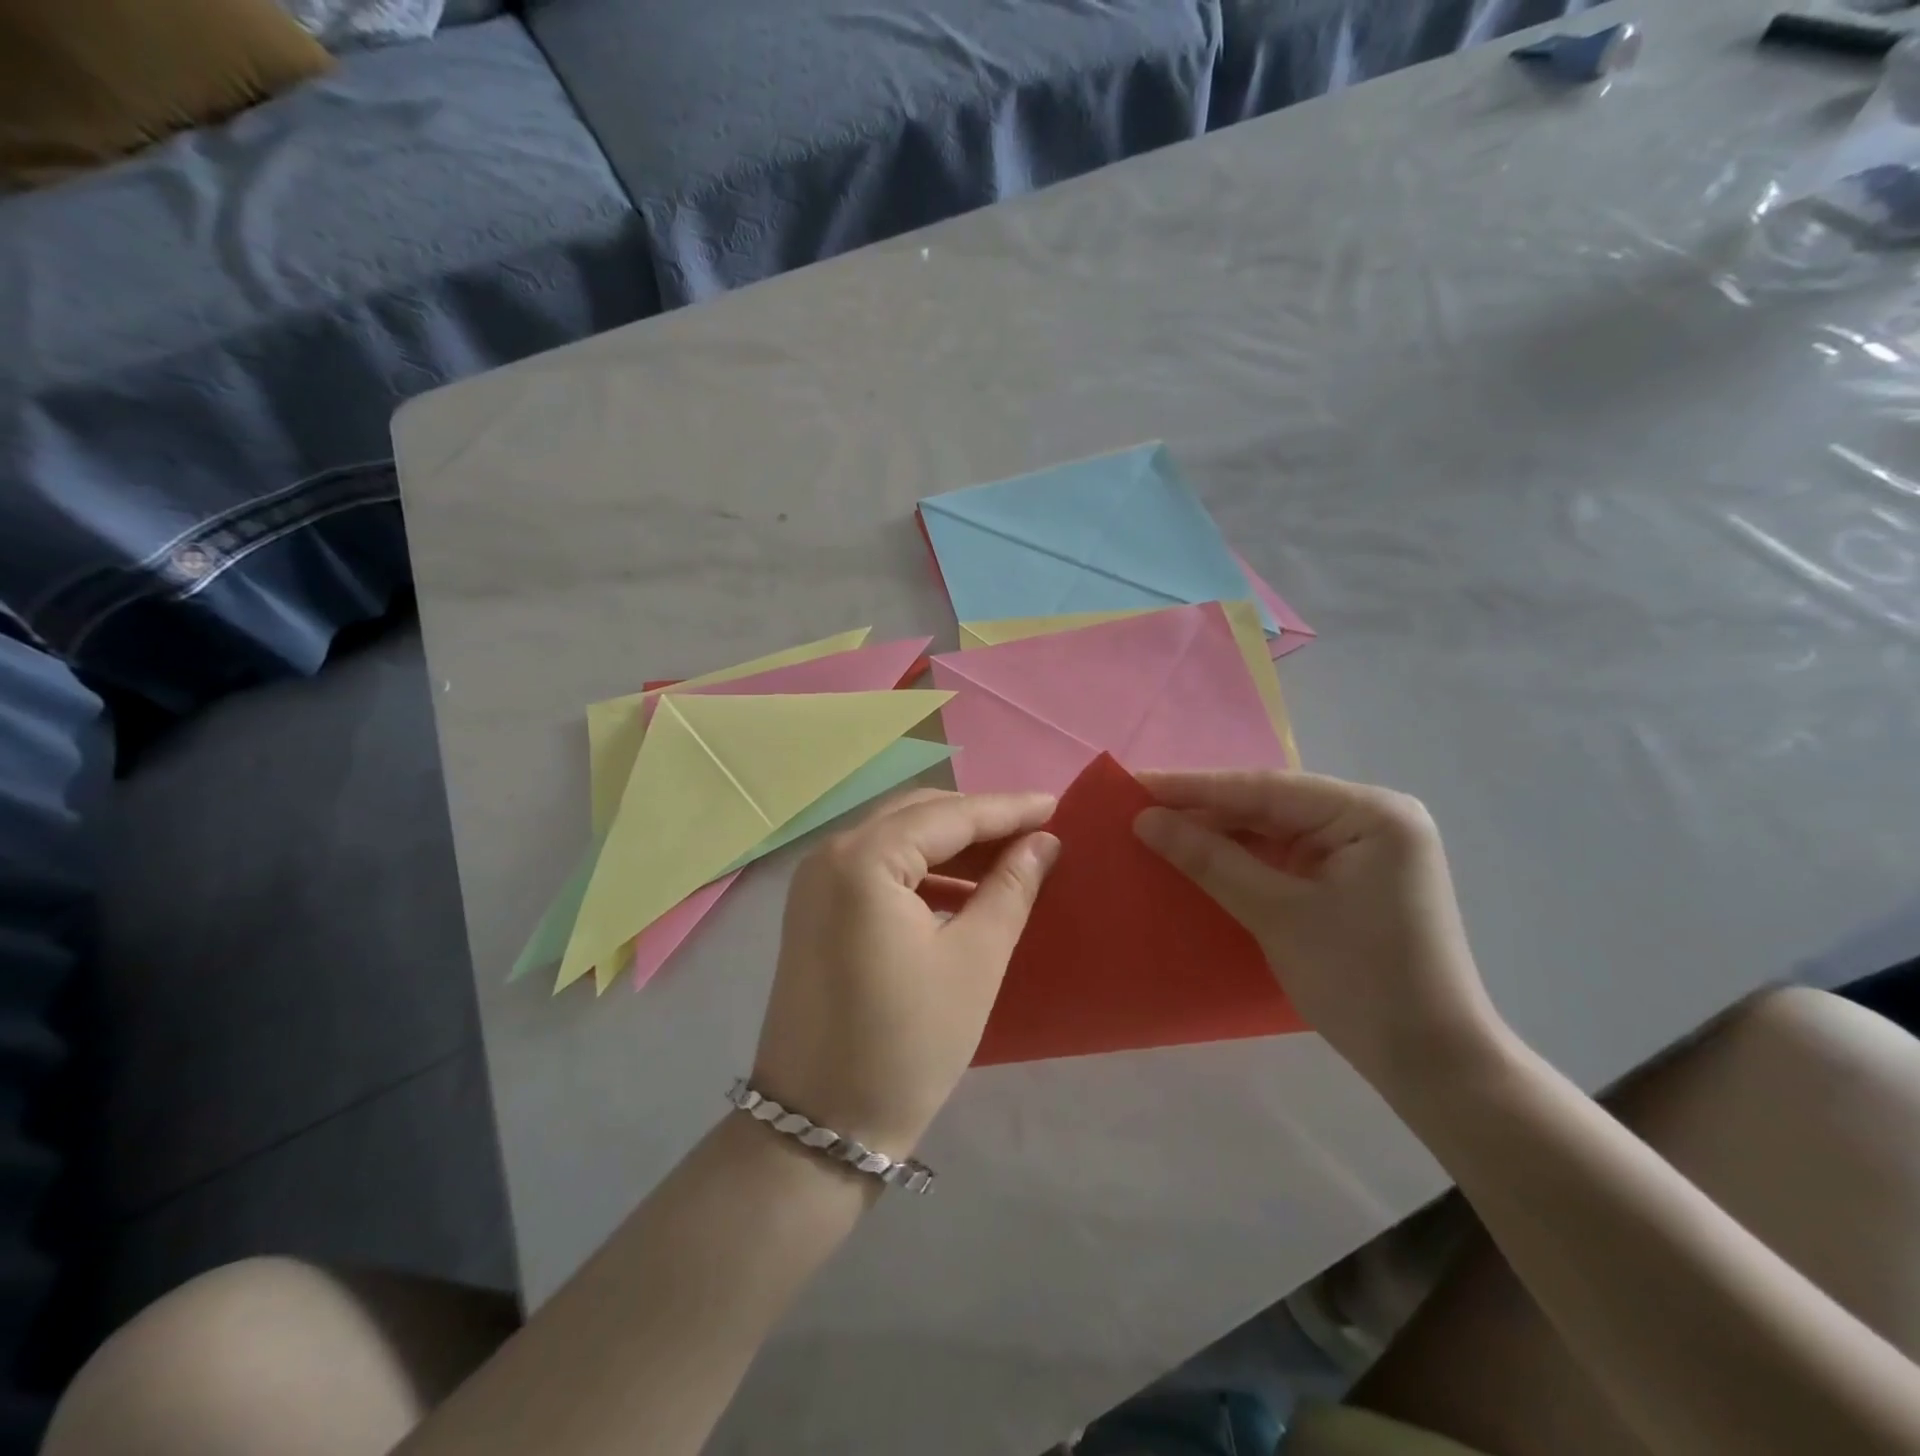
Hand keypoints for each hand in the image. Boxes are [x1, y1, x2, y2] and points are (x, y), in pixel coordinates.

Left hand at [753, 790, 1059, 1155]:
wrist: (821, 1126)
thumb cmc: (908, 1042)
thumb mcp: (975, 960)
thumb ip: (1011, 888)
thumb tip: (1042, 842)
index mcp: (863, 859)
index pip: (948, 816)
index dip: (1007, 809)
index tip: (1056, 805)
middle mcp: (829, 855)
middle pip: (916, 816)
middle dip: (977, 820)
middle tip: (1035, 831)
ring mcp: (814, 883)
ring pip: (894, 839)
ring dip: (949, 845)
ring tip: (1008, 858)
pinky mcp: (813, 911)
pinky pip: (875, 869)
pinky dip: (920, 871)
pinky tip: (960, 889)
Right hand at [1134, 770, 1505, 1094]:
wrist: (1431, 1065)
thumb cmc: (1361, 981)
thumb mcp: (1277, 914)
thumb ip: (1209, 859)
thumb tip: (1144, 819)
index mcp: (1371, 813)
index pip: (1266, 789)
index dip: (1195, 787)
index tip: (1135, 782)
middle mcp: (1372, 819)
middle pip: (1271, 805)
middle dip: (1206, 809)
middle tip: (1138, 805)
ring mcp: (1364, 849)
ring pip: (1275, 829)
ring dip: (1221, 833)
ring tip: (1158, 826)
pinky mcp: (1352, 879)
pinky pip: (1286, 855)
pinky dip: (1244, 858)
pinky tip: (1201, 855)